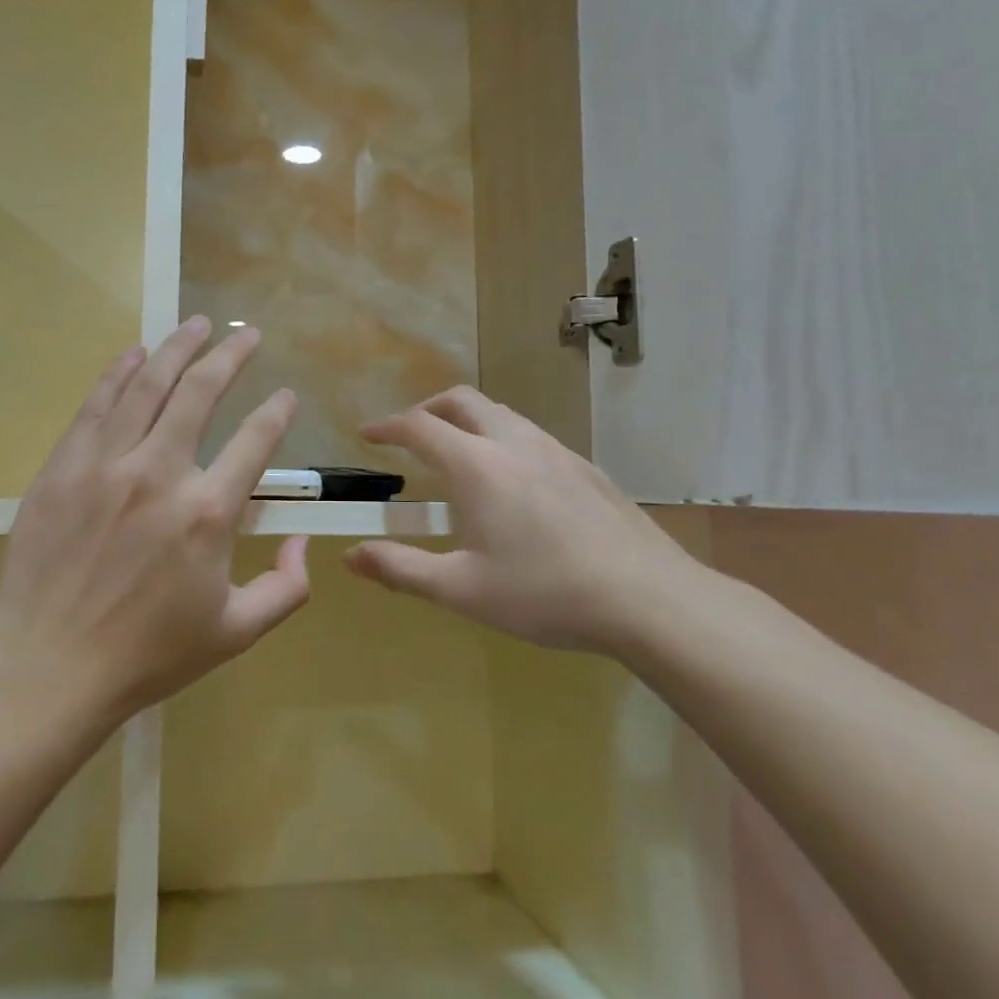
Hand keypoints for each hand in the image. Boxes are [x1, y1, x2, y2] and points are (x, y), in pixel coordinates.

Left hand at [0, 318, 310, 732]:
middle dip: (230, 355)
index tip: (285, 396)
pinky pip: (96, 406)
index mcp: (208, 514)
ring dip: (176, 348)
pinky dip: (118, 373)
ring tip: (196, 323)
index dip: (276, 412)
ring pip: (148, 386)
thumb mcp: (236, 633)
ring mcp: (105, 466)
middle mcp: (160, 474)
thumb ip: (286, 588)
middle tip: (246, 334)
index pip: (255, 441)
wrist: (49, 670)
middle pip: (200, 392)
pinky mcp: (62, 469)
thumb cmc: (149, 656)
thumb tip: (301, 540)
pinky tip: (134, 353)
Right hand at [343, 386, 711, 656]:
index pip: (419, 426)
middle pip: (461, 401)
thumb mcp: (462, 589)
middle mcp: (514, 443)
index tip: (367, 434)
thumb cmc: (545, 593)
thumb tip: (351, 556)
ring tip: (457, 454)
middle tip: (410, 435)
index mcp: (478, 466)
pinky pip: (531, 435)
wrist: (648, 598)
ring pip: (501, 413)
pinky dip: (502, 438)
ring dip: (467, 420)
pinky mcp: (585, 467)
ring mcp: (556, 451)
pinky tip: (512, 482)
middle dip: (427, 409)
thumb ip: (401, 569)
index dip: (387, 426)